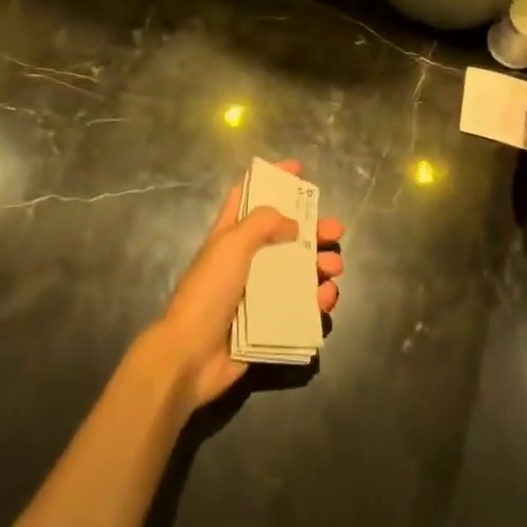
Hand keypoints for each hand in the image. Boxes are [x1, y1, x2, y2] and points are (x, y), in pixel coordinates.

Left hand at [150, 160, 342, 410]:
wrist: (190, 356)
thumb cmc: (208, 291)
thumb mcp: (231, 244)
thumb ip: (263, 223)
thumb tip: (293, 224)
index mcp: (231, 234)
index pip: (250, 195)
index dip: (272, 179)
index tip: (299, 170)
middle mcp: (247, 259)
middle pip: (285, 234)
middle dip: (313, 229)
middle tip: (335, 231)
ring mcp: (259, 292)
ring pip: (299, 270)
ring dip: (321, 265)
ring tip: (334, 269)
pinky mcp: (270, 322)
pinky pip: (301, 306)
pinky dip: (318, 299)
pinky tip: (325, 299)